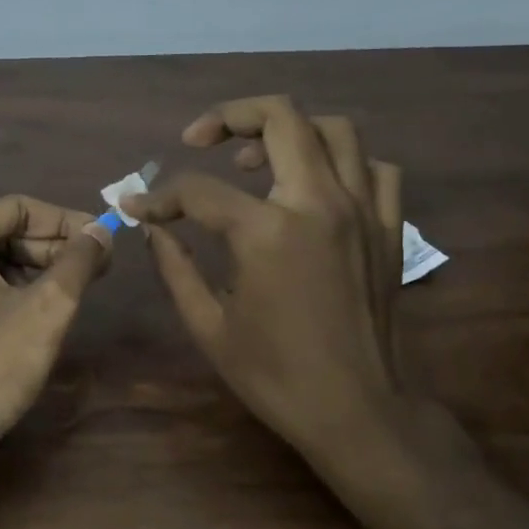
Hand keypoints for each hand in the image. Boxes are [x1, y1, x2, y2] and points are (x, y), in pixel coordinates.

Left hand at [0, 196, 111, 449]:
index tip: (103, 240)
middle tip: (95, 266)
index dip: (66, 222)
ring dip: (31, 268)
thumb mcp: (47, 307)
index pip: (16, 208)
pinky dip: (4, 289)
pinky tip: (38, 308)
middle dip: (49, 247)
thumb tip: (102, 231)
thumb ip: (78, 259)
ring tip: (73, 287)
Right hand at [122, 96, 408, 458]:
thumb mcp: (208, 326)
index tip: (139, 207)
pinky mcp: (389, 227)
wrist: (358, 412)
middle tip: (199, 139)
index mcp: (267, 232)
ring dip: (288, 129)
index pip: (199, 190)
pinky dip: (341, 162)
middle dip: (229, 116)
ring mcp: (362, 210)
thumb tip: (152, 226)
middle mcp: (318, 203)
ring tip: (255, 159)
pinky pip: (374, 168)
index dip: (160, 196)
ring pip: (334, 129)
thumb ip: (175, 266)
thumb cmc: (275, 375)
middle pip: (280, 117)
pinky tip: (314, 186)